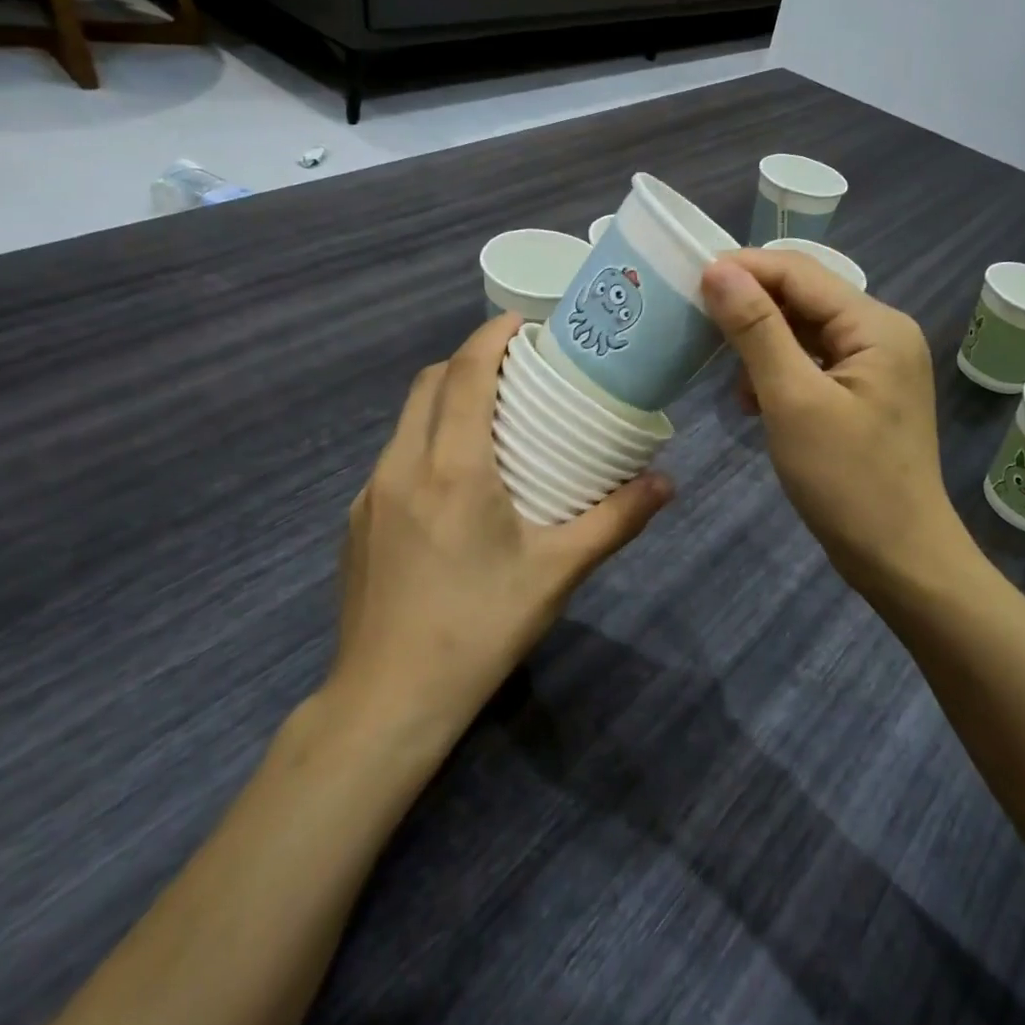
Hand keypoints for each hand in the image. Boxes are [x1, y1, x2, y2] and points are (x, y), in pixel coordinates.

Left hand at [330, 314, 670, 750]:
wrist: (388, 700)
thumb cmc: (479, 628)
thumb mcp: (557, 573)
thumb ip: (615, 520)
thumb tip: (667, 482)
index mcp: (451, 467)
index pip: (465, 373)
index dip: (492, 335)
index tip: (525, 324)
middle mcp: (401, 465)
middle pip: (429, 383)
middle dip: (470, 361)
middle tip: (518, 373)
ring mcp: (370, 494)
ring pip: (407, 419)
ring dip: (446, 401)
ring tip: (493, 422)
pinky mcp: (357, 522)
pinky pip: (394, 457)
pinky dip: (426, 441)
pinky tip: (456, 486)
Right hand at [701, 251, 960, 593]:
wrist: (899, 558)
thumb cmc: (847, 481)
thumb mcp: (793, 400)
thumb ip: (757, 330)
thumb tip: (718, 270)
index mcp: (876, 325)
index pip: (800, 273)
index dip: (743, 268)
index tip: (687, 278)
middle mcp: (882, 334)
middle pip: (805, 298)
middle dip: (750, 307)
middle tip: (695, 321)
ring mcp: (876, 367)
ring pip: (806, 333)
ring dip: (761, 345)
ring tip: (724, 372)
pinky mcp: (864, 397)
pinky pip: (814, 366)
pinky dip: (779, 374)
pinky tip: (752, 401)